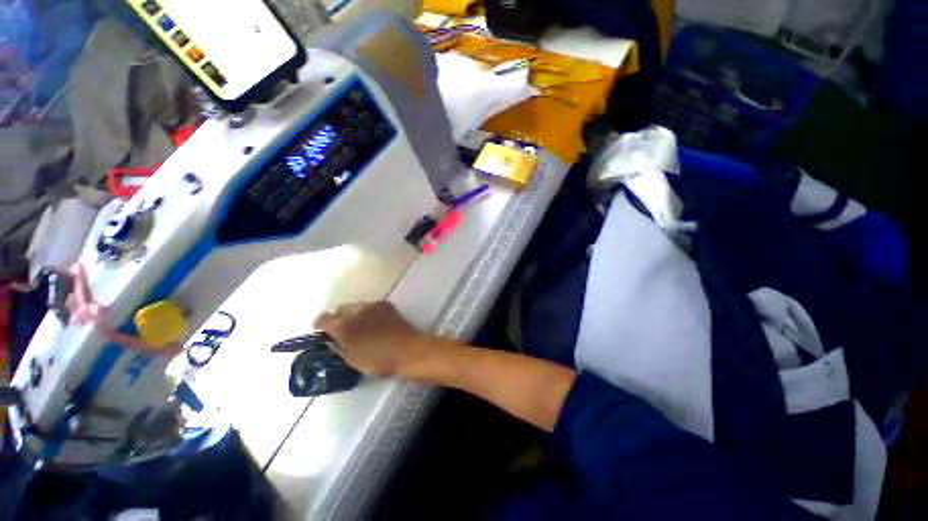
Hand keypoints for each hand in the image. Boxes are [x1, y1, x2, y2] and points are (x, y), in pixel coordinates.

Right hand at [314, 301, 429, 378]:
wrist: (407, 350)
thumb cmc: (377, 360)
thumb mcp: (351, 360)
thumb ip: (337, 347)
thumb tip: (331, 340)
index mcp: (343, 325)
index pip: (323, 318)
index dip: (320, 325)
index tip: (323, 333)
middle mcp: (355, 310)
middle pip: (340, 309)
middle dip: (338, 318)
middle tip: (344, 331)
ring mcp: (372, 305)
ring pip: (356, 306)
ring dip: (354, 314)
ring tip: (361, 327)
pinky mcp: (385, 304)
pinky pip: (370, 306)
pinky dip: (368, 312)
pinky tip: (375, 323)